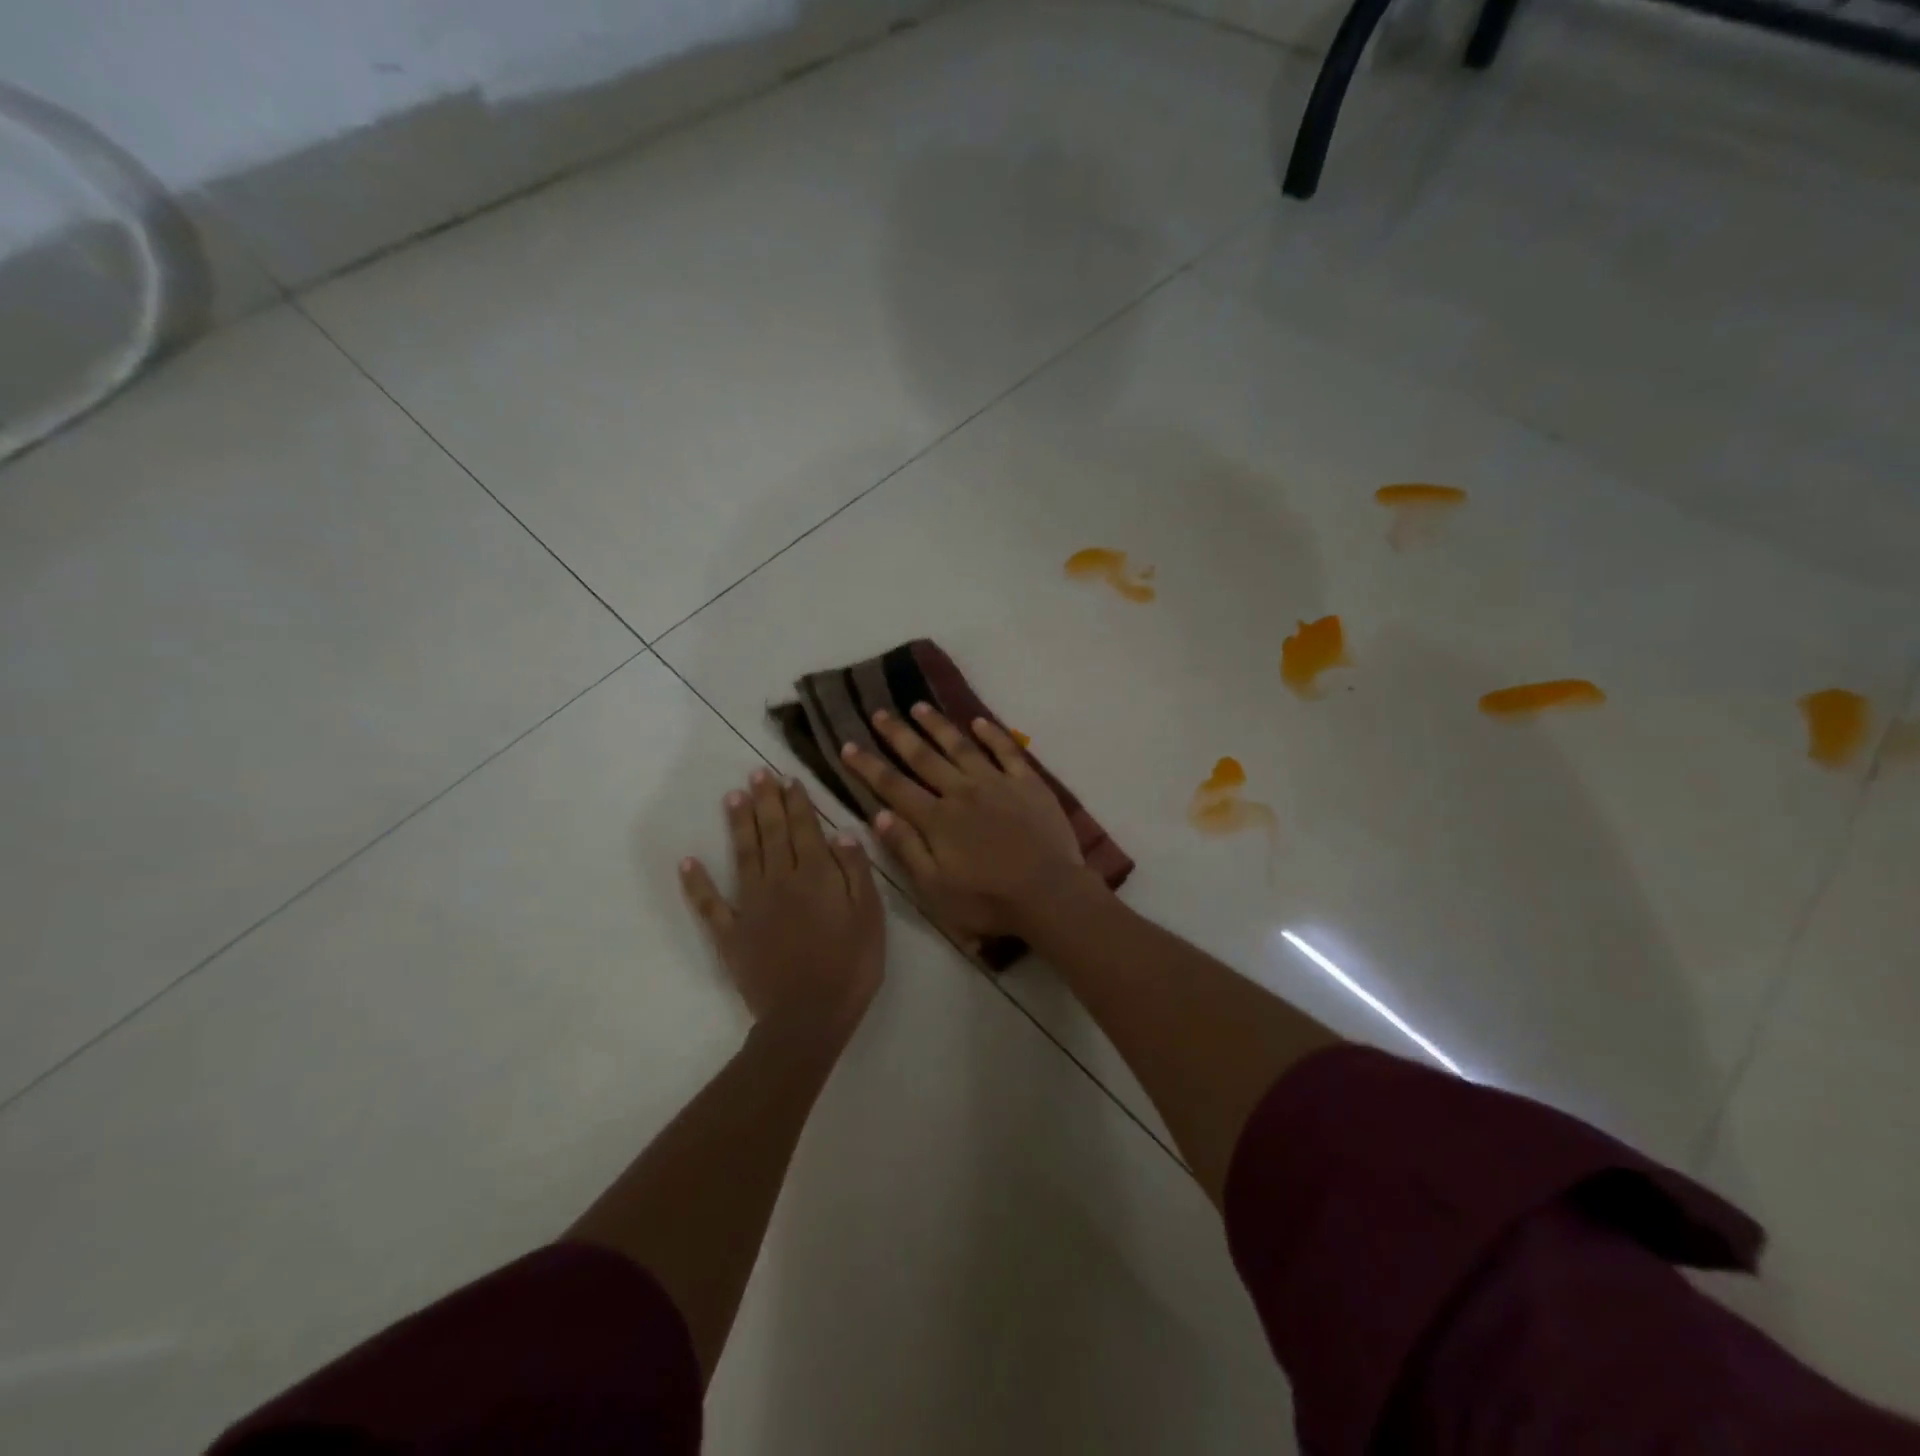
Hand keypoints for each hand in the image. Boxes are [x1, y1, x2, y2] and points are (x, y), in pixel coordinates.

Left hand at [681, 769, 883, 1039]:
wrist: (809, 1017)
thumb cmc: (851, 966)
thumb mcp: (870, 917)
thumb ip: (855, 872)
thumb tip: (841, 832)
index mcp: (815, 875)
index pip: (805, 828)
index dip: (797, 802)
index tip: (788, 778)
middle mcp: (780, 880)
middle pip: (772, 833)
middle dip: (766, 801)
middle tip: (757, 773)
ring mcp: (751, 905)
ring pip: (743, 855)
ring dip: (738, 824)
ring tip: (732, 796)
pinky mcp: (731, 933)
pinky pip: (710, 904)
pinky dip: (697, 882)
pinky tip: (688, 860)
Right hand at [840, 705, 1096, 943]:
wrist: (1049, 895)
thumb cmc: (988, 901)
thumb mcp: (934, 888)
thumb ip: (906, 848)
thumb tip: (878, 814)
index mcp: (936, 819)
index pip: (893, 786)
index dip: (868, 765)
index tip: (848, 745)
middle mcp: (962, 792)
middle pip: (923, 757)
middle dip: (898, 734)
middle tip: (879, 711)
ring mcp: (997, 783)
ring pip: (961, 746)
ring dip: (938, 725)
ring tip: (919, 706)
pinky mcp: (1028, 783)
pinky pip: (1007, 751)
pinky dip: (992, 734)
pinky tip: (979, 721)